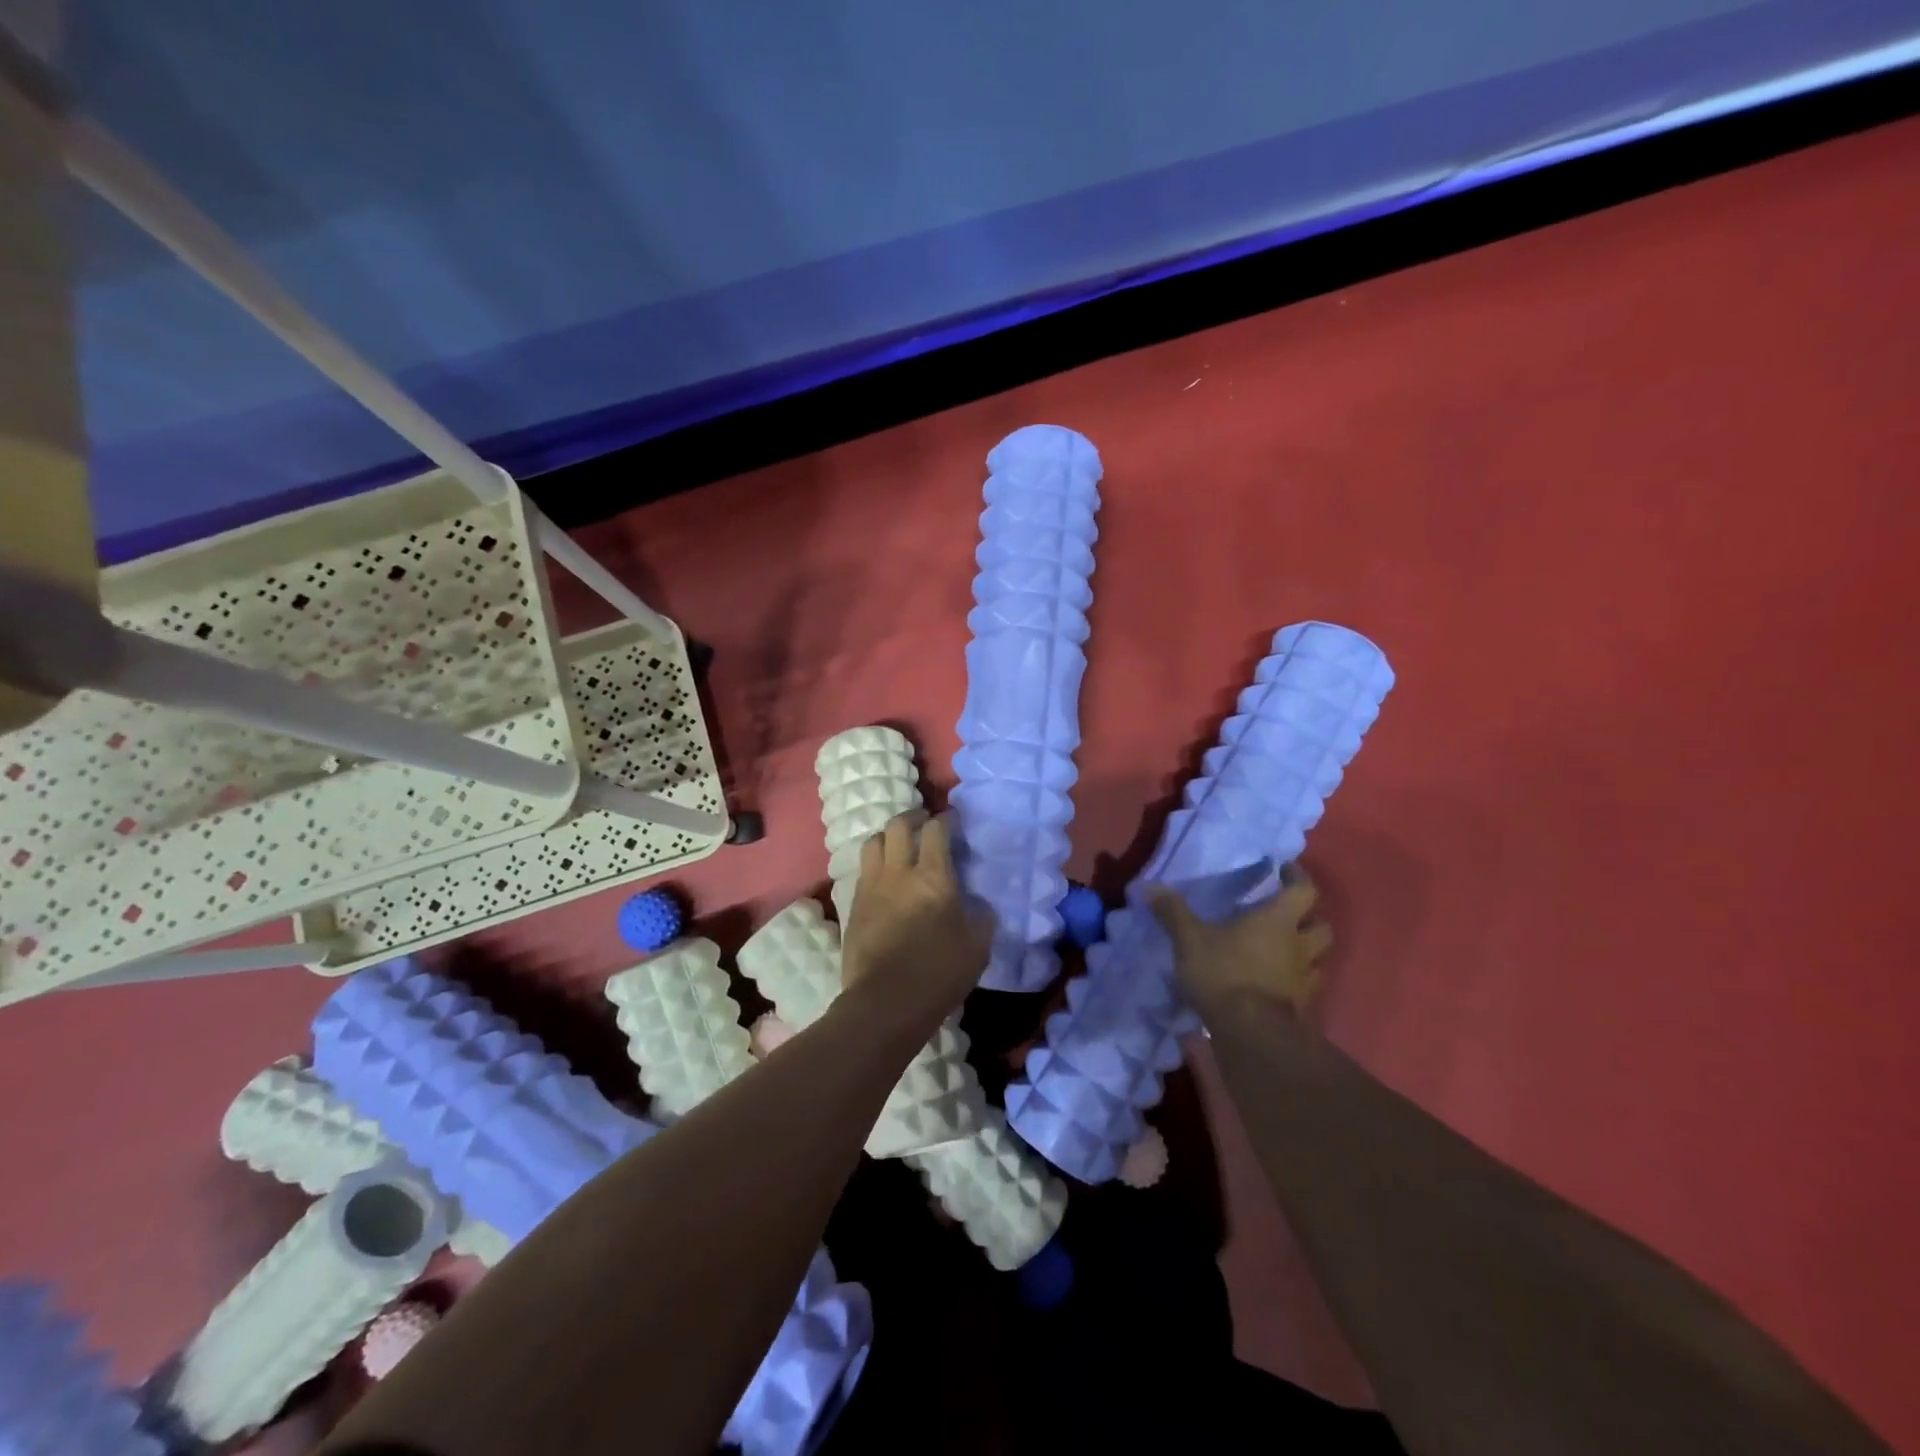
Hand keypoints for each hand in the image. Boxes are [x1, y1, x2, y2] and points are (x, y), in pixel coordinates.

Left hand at [840, 813, 989, 1014]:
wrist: (885, 1003)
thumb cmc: (939, 973)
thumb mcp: (978, 946)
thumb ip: (981, 916)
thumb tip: (977, 903)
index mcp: (933, 877)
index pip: (936, 830)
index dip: (946, 819)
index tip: (953, 820)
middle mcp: (899, 872)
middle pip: (898, 826)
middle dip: (913, 817)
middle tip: (924, 823)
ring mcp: (871, 887)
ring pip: (873, 842)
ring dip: (888, 836)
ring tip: (899, 845)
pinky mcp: (853, 905)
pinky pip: (863, 870)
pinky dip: (875, 864)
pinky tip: (884, 877)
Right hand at [1150, 866, 1331, 1016]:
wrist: (1250, 1034)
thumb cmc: (1224, 974)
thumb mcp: (1190, 939)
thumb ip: (1173, 912)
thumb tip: (1150, 886)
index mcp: (1278, 920)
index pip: (1304, 890)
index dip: (1298, 877)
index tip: (1285, 870)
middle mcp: (1299, 946)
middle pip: (1322, 926)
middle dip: (1310, 918)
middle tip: (1289, 915)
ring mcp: (1304, 979)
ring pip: (1319, 959)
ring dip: (1308, 952)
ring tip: (1286, 950)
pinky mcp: (1301, 1008)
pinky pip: (1307, 988)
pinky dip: (1297, 982)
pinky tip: (1278, 984)